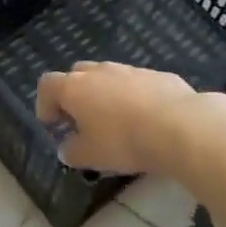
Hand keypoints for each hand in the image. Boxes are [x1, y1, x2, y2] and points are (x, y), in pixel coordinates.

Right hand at [36, 61, 198, 175]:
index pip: (47, 84)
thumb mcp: (90, 156)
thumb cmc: (124, 141)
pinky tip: (147, 119)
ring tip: (117, 121)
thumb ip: (72, 152)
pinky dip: (134, 97)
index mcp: (74, 87)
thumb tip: (66, 149)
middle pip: (76, 74)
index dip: (45, 104)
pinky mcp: (158, 75)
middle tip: (82, 121)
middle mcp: (98, 72)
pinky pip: (137, 83)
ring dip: (105, 94)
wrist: (181, 127)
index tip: (53, 125)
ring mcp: (130, 70)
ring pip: (108, 77)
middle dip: (74, 95)